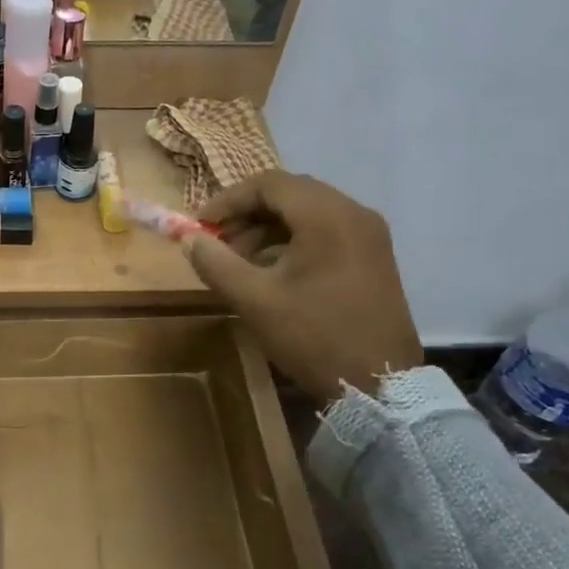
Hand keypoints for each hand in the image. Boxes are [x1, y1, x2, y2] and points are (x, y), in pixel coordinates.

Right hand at [183, 172, 423, 404]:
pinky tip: (273, 273)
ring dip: (268, 229)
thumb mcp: (255, 300)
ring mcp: (369, 235)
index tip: (201, 226)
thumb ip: (216, 262)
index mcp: (327, 216)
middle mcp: (354, 213)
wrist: (379, 384)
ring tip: (241, 262)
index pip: (269, 184)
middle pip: (290, 194)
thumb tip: (189, 239)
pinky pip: (326, 231)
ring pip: (307, 213)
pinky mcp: (374, 256)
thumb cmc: (314, 336)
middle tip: (218, 243)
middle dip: (247, 214)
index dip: (228, 200)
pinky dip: (293, 241)